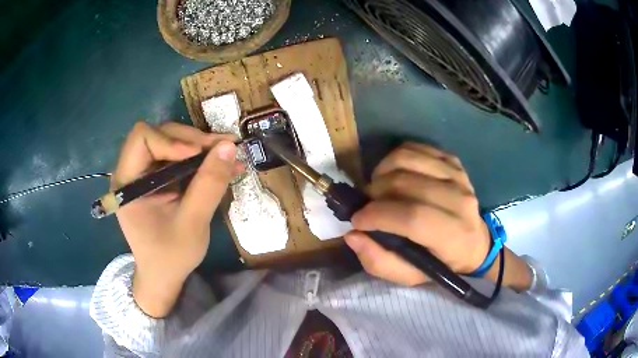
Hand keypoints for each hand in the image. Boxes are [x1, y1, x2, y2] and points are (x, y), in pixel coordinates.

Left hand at [112, 122, 243, 316]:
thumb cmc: (170, 256)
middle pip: (160, 135)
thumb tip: (229, 147)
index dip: (171, 140)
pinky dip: (201, 159)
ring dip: (201, 147)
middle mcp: (132, 171)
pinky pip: (179, 158)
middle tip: (223, 150)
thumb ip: (208, 185)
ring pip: (173, 142)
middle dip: (192, 140)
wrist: (164, 276)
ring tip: (229, 155)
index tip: (199, 154)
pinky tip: (223, 166)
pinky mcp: (158, 179)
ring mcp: (146, 174)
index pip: (143, 139)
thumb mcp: (192, 224)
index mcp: (127, 182)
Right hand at [344, 143, 490, 285]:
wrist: (474, 242)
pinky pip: (415, 148)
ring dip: (381, 173)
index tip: (357, 221)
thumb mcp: (410, 276)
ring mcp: (457, 175)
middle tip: (367, 207)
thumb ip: (379, 262)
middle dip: (374, 194)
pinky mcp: (452, 161)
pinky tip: (393, 175)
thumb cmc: (441, 263)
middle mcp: (460, 200)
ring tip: (378, 190)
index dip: (378, 216)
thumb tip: (353, 236)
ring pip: (407, 159)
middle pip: (406, 183)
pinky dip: (395, 158)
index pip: (413, 217)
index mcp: (454, 236)